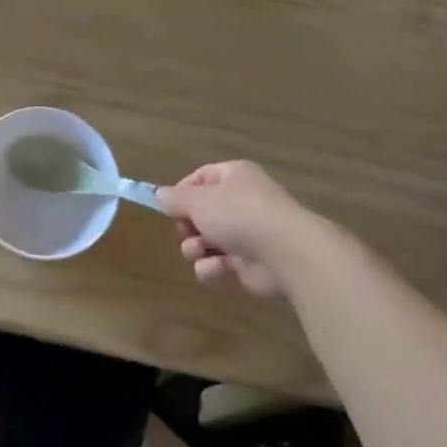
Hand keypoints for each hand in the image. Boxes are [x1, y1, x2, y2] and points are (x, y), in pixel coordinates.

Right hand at [159, 161, 309, 299]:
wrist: (286, 253)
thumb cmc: (239, 214)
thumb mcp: (198, 200)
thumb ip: (175, 198)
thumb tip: (160, 195)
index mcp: (233, 177)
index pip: (200, 178)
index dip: (182, 192)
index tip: (169, 207)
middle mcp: (241, 202)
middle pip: (200, 213)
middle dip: (187, 226)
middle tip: (186, 231)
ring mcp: (247, 234)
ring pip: (205, 241)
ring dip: (195, 248)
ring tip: (200, 251)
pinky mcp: (249, 263)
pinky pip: (219, 263)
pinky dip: (213, 268)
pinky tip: (218, 269)